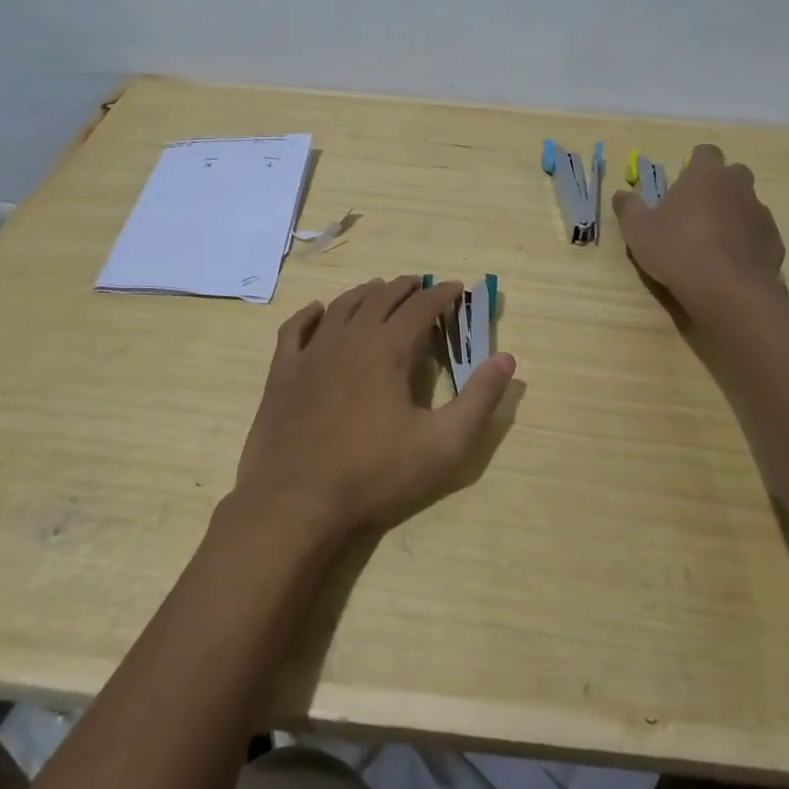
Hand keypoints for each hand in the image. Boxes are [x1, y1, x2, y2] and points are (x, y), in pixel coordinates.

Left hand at [233, 276, 516, 540]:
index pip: (421, 307)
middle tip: (420, 285)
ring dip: (365, 293)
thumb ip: (480, 400)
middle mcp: (349, 338)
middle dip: (405, 288)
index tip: (456, 288)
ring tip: (379, 290)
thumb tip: (506, 358)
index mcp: (388, 348)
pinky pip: (295, 329)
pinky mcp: (282, 373)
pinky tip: (318, 311)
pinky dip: (310, 314)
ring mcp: (311, 353)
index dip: (441, 294)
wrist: (296, 502)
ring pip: (341, 307)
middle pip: (380, 298)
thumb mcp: (443, 445)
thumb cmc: (375, 474)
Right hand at [612, 144, 786, 310]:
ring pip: (747, 204)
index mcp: (706, 175)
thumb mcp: (638, 230)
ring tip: (712, 241)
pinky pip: (758, 234)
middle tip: (695, 209)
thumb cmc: (677, 249)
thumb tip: (621, 194)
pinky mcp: (774, 242)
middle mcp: (738, 186)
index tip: (683, 179)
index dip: (695, 163)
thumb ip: (629, 208)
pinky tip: (729, 262)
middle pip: (732, 174)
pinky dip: (746, 241)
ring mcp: (761, 214)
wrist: (728, 291)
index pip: (706, 152)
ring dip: (733, 215)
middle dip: (718, 186)